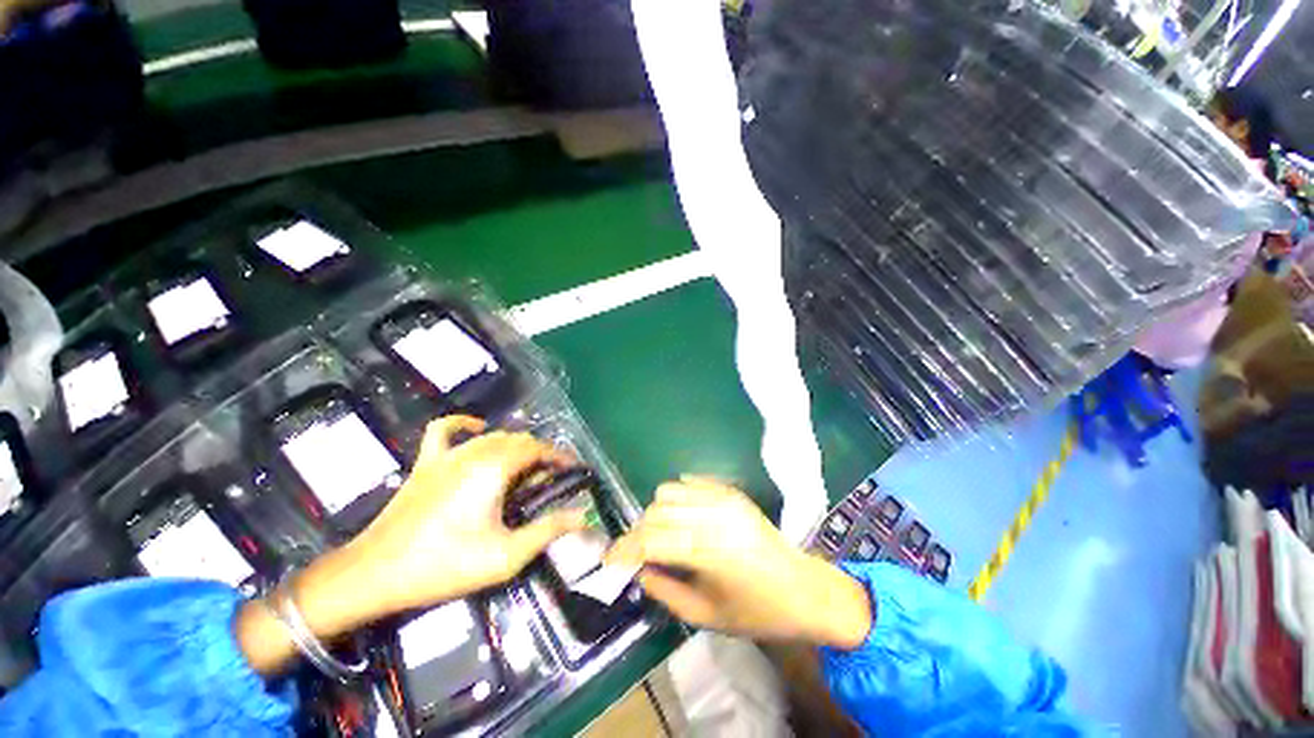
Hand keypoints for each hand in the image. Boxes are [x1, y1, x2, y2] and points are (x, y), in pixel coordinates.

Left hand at [344, 415, 584, 614]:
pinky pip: (446, 430)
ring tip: (524, 467)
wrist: (374, 574)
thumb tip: (582, 515)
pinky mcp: (426, 462)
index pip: (538, 449)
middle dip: (541, 454)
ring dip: (515, 446)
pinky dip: (465, 425)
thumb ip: (547, 531)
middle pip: (519, 440)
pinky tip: (477, 430)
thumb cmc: (444, 565)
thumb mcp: (505, 556)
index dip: (560, 457)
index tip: (573, 469)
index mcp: (494, 468)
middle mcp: (474, 452)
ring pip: (493, 436)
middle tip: (550, 479)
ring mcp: (447, 454)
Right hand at [606, 478, 870, 648]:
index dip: (625, 549)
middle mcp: (712, 516)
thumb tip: (638, 570)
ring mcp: (723, 498)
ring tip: (661, 534)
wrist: (804, 589)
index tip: (609, 560)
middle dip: (639, 532)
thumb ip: (665, 592)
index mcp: (708, 551)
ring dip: (657, 511)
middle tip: (637, 552)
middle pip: (656, 511)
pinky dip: (678, 495)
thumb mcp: (706, 616)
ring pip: (669, 491)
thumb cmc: (757, 613)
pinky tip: (681, 514)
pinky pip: (692, 481)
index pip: (651, 540)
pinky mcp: (731, 492)